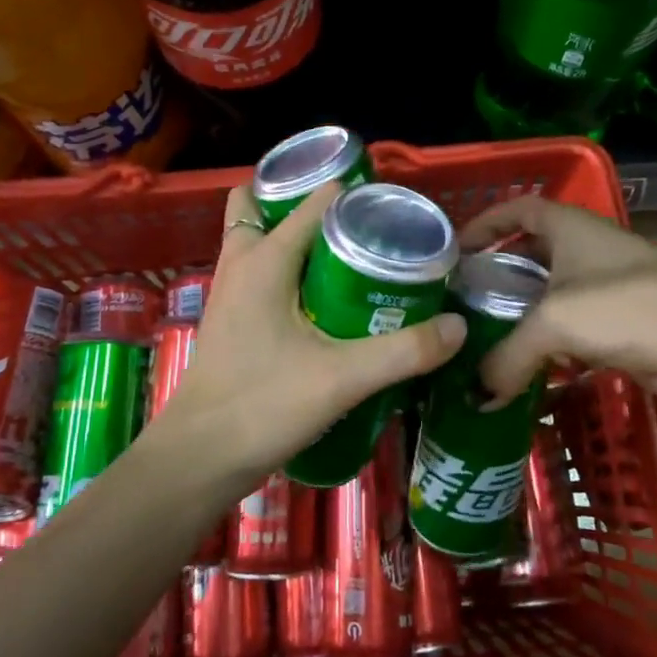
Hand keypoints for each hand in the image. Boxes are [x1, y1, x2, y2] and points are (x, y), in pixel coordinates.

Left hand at [152, 181, 466, 480]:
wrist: (197, 459)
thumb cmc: (262, 406)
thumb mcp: (342, 378)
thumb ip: (404, 351)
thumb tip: (459, 326)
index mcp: (264, 258)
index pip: (315, 200)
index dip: (356, 197)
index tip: (396, 214)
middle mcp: (242, 262)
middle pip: (271, 207)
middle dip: (315, 208)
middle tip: (365, 230)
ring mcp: (232, 291)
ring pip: (262, 239)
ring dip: (300, 240)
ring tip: (352, 259)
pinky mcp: (232, 318)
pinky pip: (262, 272)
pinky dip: (290, 270)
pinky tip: (326, 302)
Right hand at [459, 194, 656, 408]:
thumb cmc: (631, 307)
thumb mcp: (557, 322)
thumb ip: (508, 356)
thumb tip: (477, 396)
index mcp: (571, 229)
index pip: (520, 208)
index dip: (486, 221)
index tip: (455, 249)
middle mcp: (585, 253)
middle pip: (530, 257)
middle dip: (496, 278)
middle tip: (460, 306)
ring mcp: (604, 292)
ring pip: (548, 301)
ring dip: (518, 320)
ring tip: (480, 343)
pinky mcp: (618, 329)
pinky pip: (568, 335)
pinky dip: (544, 349)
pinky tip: (521, 372)